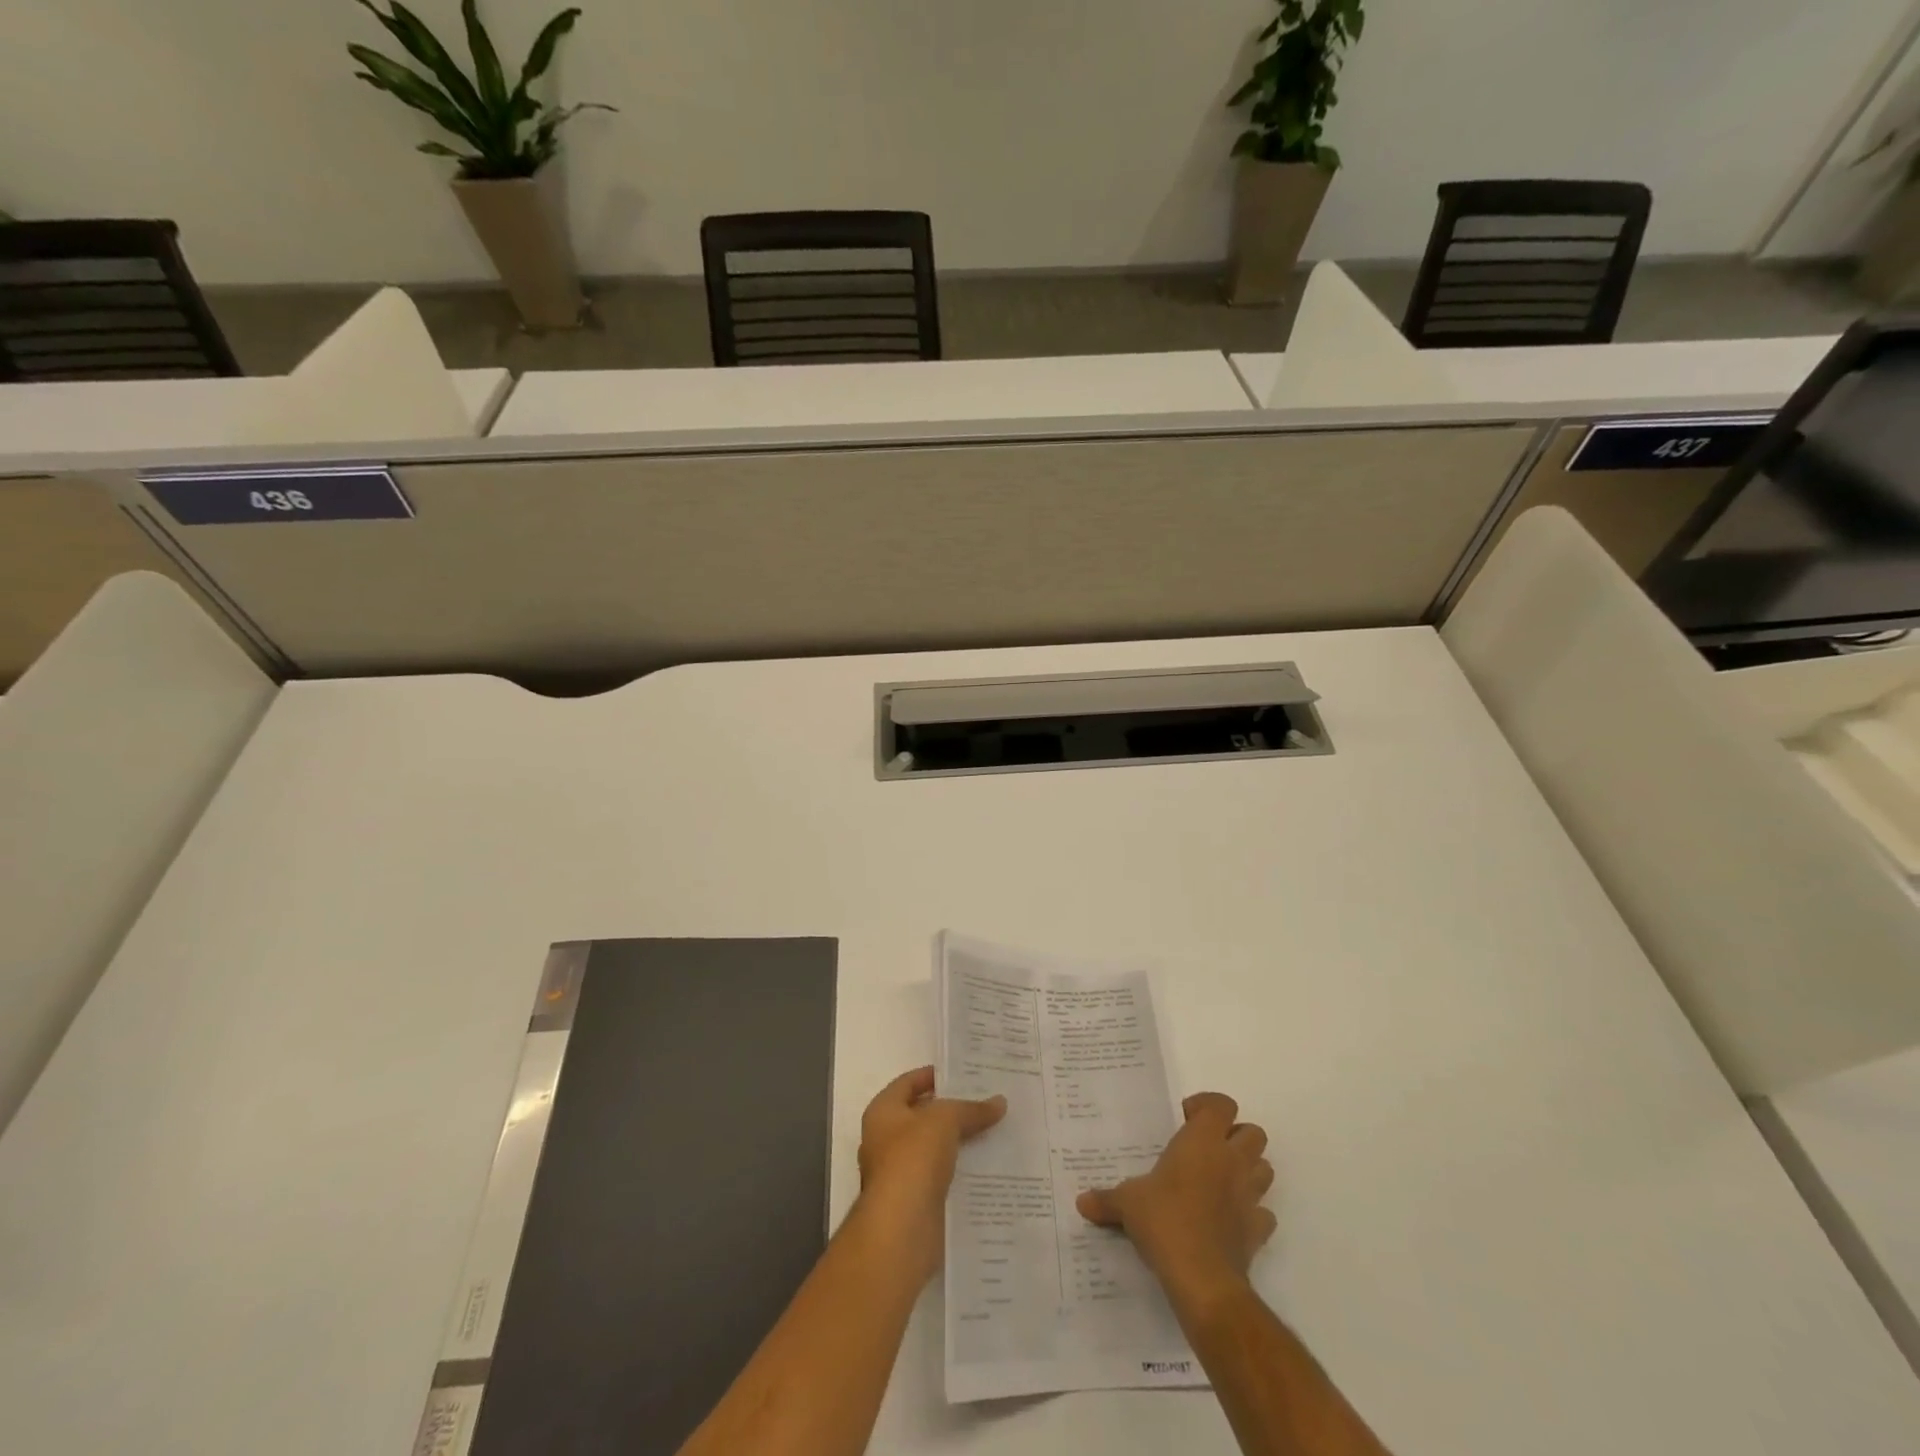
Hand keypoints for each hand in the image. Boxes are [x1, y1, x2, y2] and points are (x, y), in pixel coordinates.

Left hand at [855, 1066, 1005, 1281]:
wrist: (901, 1229)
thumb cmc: (913, 1159)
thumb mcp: (945, 1120)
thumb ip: (971, 1109)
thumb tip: (999, 1102)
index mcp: (883, 1112)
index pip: (908, 1082)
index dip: (934, 1075)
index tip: (965, 1074)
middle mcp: (886, 1139)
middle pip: (923, 1116)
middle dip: (953, 1110)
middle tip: (987, 1101)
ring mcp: (900, 1173)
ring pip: (935, 1148)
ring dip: (960, 1142)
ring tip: (995, 1130)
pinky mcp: (916, 1201)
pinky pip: (942, 1177)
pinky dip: (961, 1171)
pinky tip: (988, 1166)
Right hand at [1077, 1092, 1275, 1306]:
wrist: (1202, 1278)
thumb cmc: (1164, 1221)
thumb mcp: (1127, 1203)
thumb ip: (1106, 1199)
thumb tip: (1081, 1202)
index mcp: (1202, 1141)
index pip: (1222, 1105)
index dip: (1207, 1106)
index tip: (1186, 1119)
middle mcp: (1231, 1161)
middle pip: (1254, 1133)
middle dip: (1235, 1136)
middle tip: (1206, 1149)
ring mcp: (1249, 1196)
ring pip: (1265, 1169)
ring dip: (1248, 1170)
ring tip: (1220, 1181)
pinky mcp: (1257, 1231)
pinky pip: (1263, 1214)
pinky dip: (1252, 1213)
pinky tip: (1230, 1220)